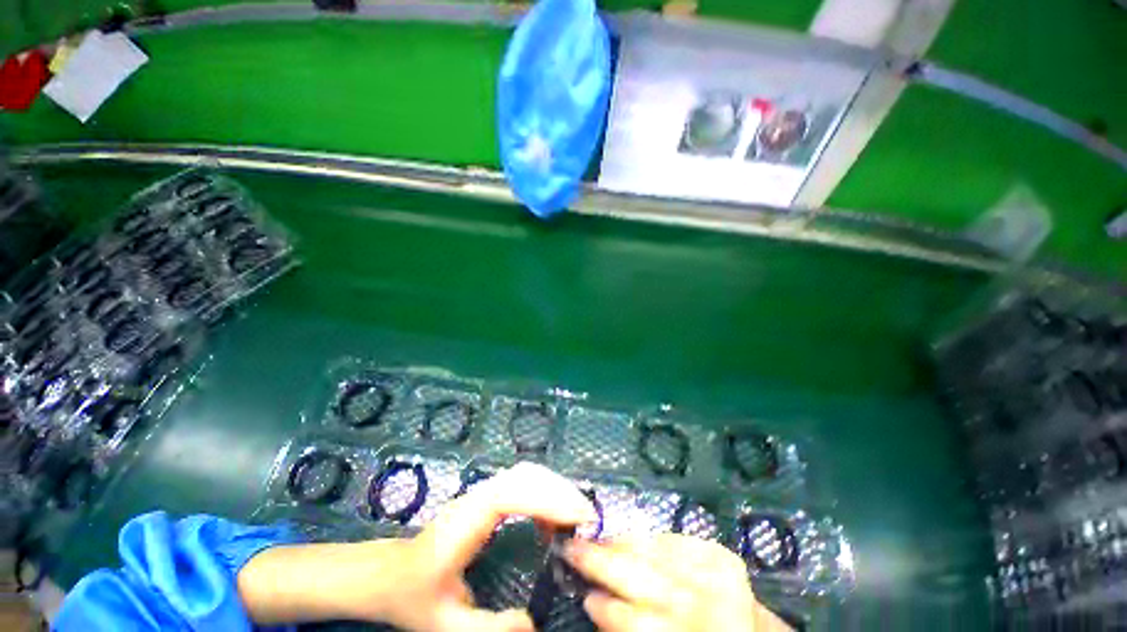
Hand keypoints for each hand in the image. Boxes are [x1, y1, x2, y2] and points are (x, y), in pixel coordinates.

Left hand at [238, 462, 597, 630]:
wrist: (388, 574)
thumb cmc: (414, 596)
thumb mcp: (447, 625)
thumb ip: (490, 629)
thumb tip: (534, 624)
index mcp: (467, 521)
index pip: (515, 494)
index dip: (549, 499)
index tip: (579, 518)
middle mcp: (477, 498)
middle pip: (526, 475)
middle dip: (560, 490)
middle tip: (587, 518)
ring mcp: (482, 494)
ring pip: (526, 474)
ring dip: (554, 488)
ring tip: (575, 517)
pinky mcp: (486, 499)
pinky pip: (521, 484)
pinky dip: (543, 494)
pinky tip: (549, 522)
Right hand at [565, 534, 790, 631]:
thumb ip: (628, 627)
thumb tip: (595, 600)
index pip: (637, 621)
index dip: (606, 607)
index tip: (584, 595)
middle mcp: (705, 606)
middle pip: (643, 577)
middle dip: (601, 560)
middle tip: (572, 547)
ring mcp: (715, 573)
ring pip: (654, 552)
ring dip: (619, 544)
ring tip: (595, 538)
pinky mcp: (720, 553)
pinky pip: (673, 539)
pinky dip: (649, 539)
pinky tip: (632, 540)